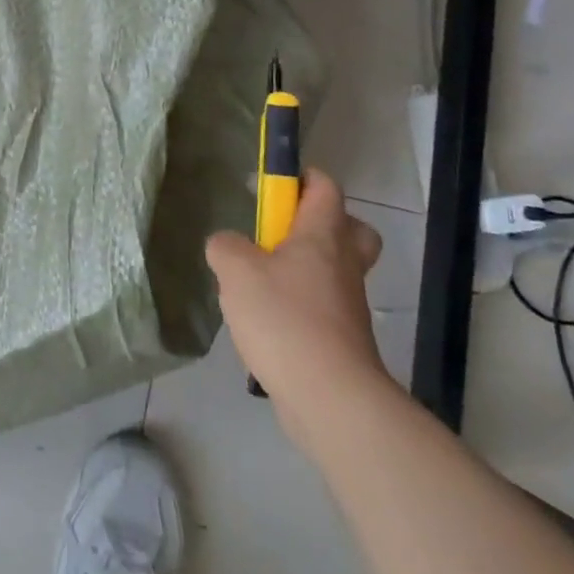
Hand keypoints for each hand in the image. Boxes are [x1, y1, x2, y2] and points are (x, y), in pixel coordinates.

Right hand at [205, 169, 390, 437]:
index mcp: (323, 236)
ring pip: (334, 270)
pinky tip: (266, 322)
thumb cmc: (284, 318)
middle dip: (318, 224)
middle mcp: (344, 264)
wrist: (329, 395)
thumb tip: (226, 245)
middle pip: (348, 229)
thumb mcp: (236, 271)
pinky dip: (300, 306)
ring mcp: (347, 304)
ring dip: (304, 268)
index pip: (325, 187)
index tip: (271, 185)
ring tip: (260, 283)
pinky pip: (323, 307)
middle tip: (281, 235)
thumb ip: (225, 246)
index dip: (301, 177)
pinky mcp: (342, 338)